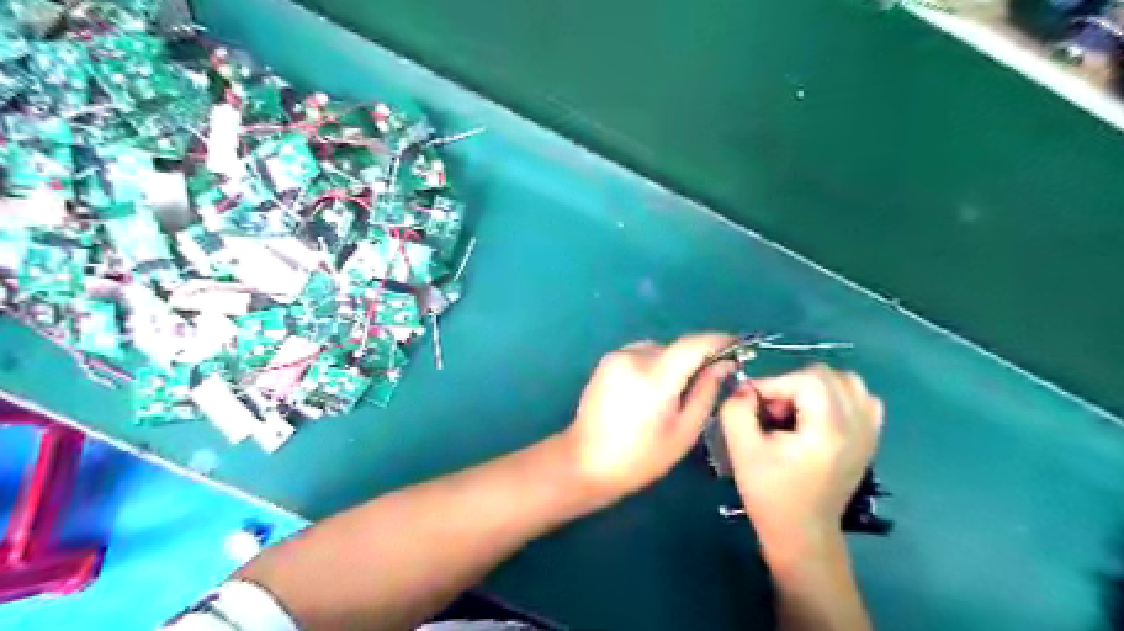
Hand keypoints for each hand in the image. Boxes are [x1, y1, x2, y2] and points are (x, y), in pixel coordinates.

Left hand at [559, 335, 739, 507]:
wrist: (585, 462)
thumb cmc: (640, 457)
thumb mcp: (683, 431)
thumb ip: (706, 392)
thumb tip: (723, 364)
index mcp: (655, 376)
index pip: (694, 344)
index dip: (719, 341)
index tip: (738, 346)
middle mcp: (633, 357)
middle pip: (676, 348)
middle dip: (694, 361)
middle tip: (704, 385)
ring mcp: (616, 357)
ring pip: (658, 351)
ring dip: (671, 364)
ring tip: (669, 397)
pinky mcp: (605, 362)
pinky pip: (640, 355)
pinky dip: (652, 367)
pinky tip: (647, 395)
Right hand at [720, 365, 885, 551]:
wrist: (802, 532)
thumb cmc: (770, 493)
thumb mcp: (741, 449)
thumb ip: (736, 409)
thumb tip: (745, 388)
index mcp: (829, 430)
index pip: (807, 380)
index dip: (774, 383)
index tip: (754, 403)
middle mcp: (857, 426)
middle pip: (827, 376)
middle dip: (792, 384)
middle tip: (773, 410)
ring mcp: (869, 432)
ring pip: (848, 382)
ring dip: (816, 387)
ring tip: (796, 410)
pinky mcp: (870, 438)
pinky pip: (862, 399)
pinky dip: (839, 397)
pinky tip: (819, 416)